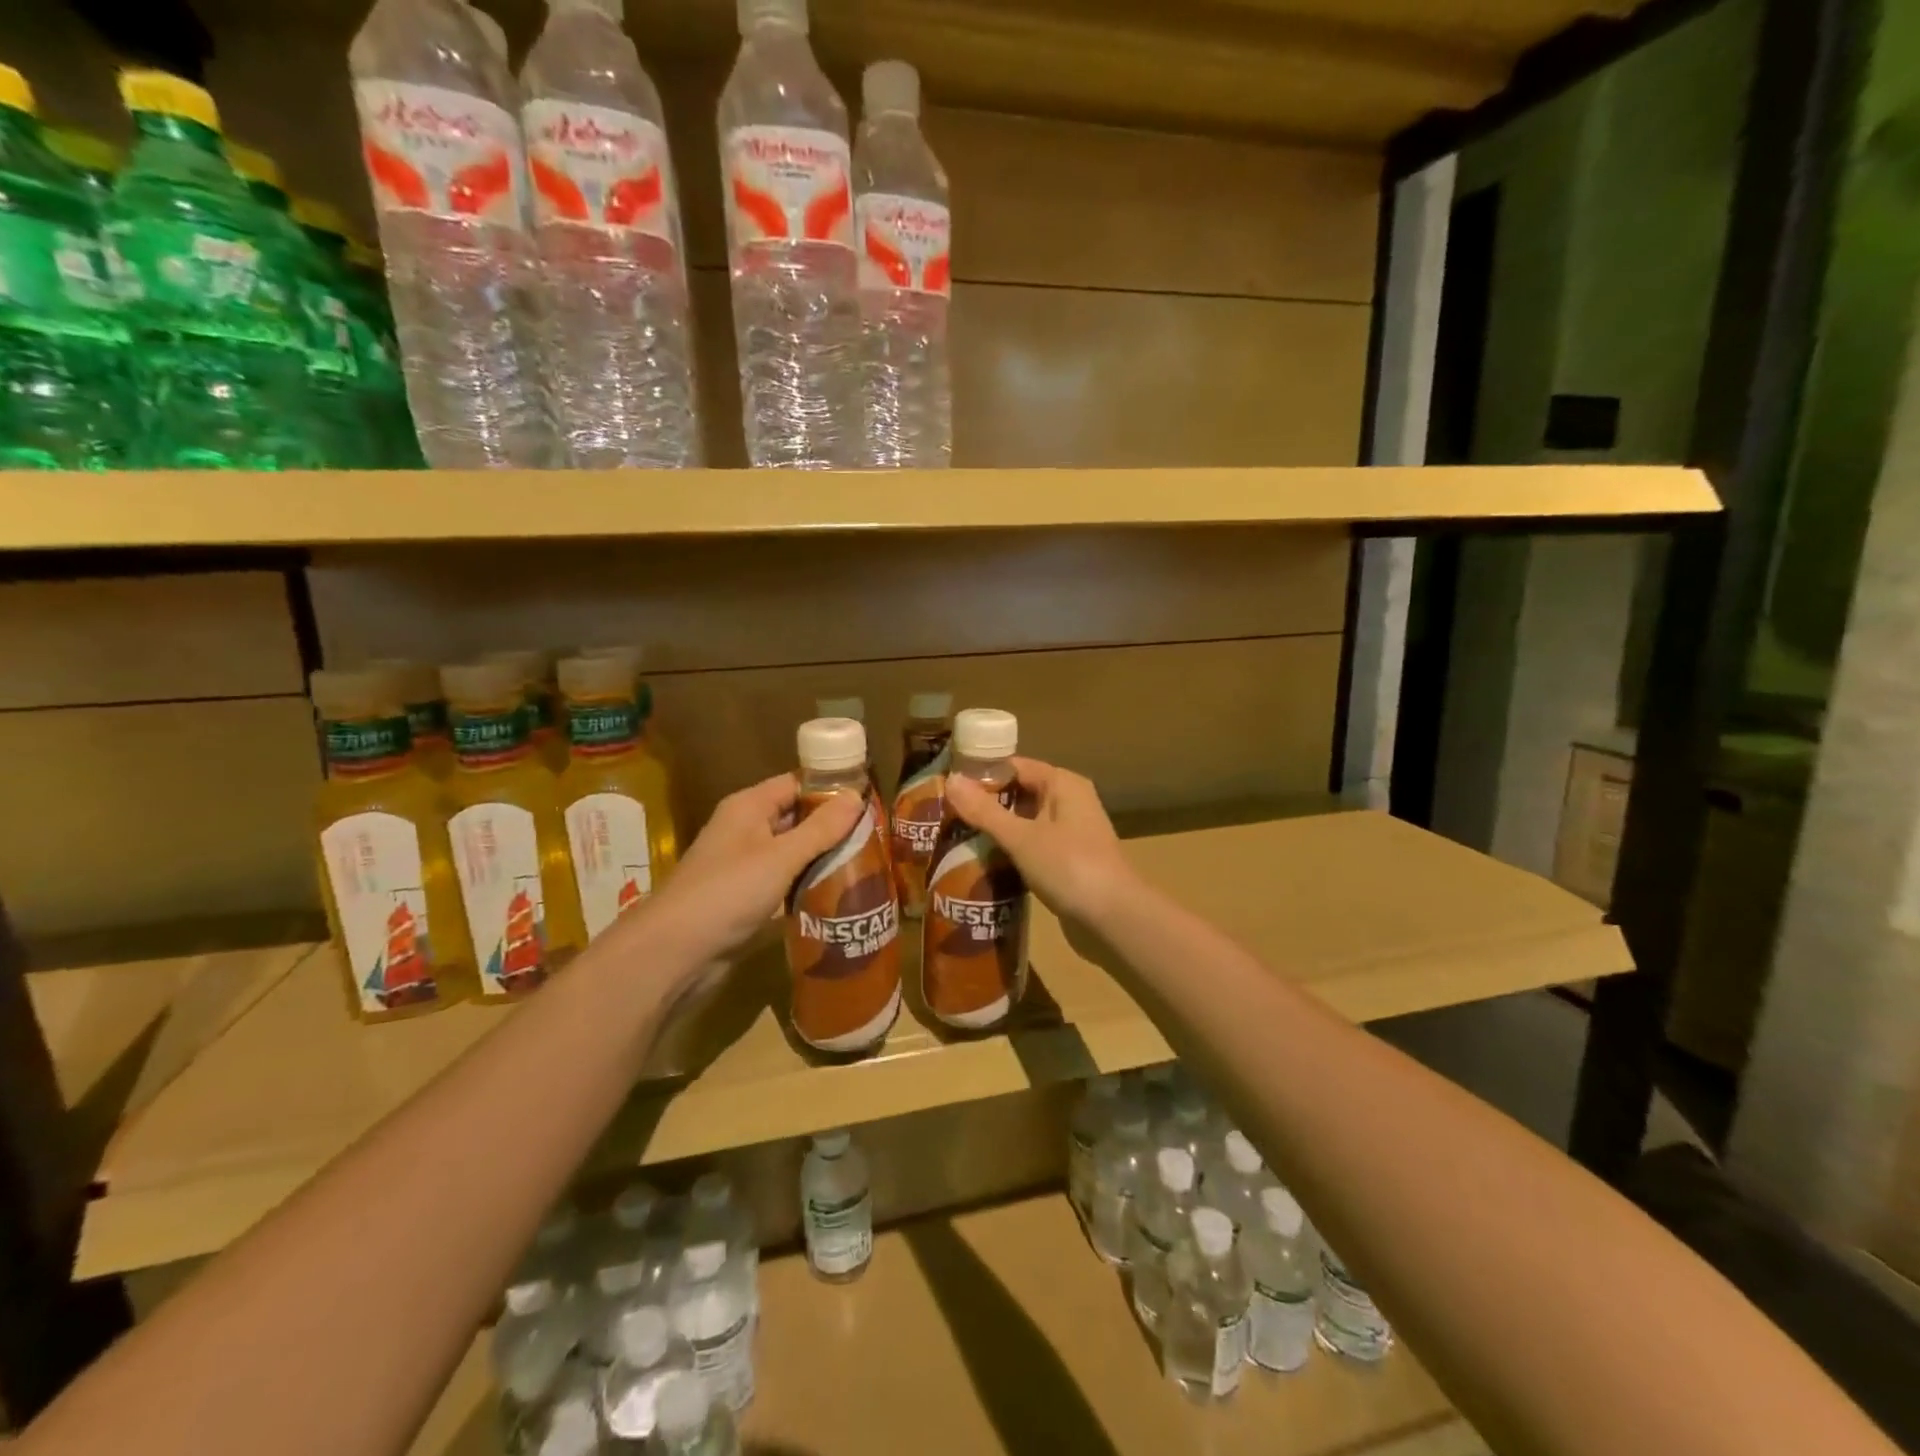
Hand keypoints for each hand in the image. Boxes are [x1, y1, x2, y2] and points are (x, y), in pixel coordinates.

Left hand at [627, 773, 862, 969]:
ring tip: (867, 864)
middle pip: (796, 818)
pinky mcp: (745, 898)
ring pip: (792, 852)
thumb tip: (856, 796)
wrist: (674, 953)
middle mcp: (745, 830)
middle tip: (876, 837)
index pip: (796, 784)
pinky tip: (838, 894)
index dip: (831, 789)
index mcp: (749, 807)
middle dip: (832, 826)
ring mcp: (744, 866)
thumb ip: (820, 828)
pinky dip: (807, 884)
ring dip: (823, 858)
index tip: (870, 801)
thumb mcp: (781, 856)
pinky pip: (784, 882)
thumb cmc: (728, 892)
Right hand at [944, 758, 1136, 927]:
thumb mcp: (1021, 837)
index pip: (1014, 766)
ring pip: (1025, 822)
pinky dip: (1011, 852)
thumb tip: (950, 780)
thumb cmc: (1069, 867)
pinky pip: (1032, 846)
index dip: (981, 774)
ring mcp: (1071, 833)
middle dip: (985, 805)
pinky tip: (984, 863)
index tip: (947, 787)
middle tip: (945, 815)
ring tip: (956, 838)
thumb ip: (985, 811)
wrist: (1115, 919)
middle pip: (1019, 793)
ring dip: (997, 830)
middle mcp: (1069, 801)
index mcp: (1063, 784)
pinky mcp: (1068, 861)